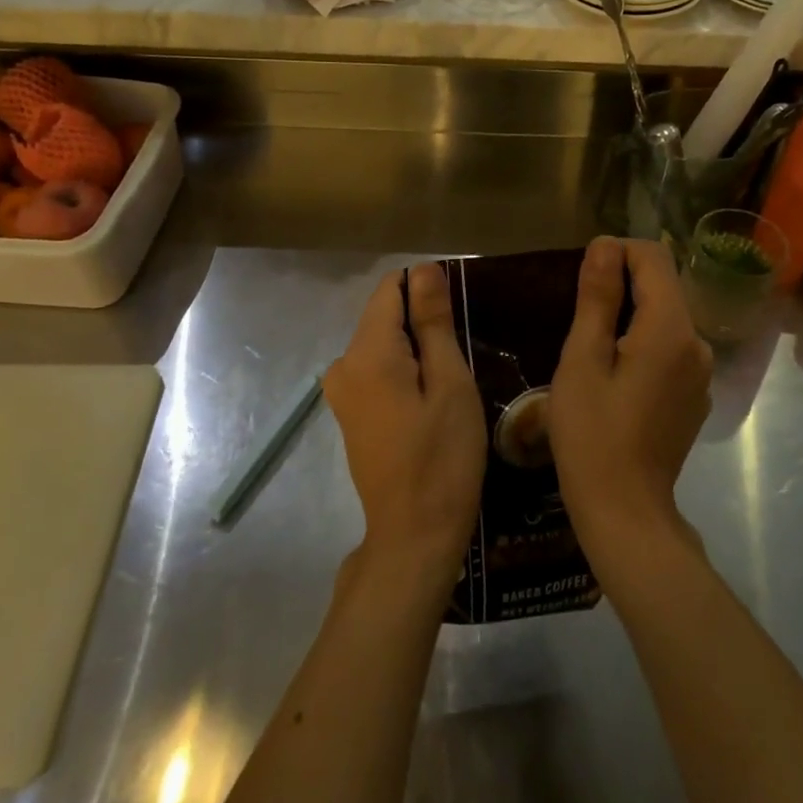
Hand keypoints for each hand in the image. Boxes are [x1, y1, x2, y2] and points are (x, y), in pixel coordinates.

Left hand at [325, 262, 487, 575]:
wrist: (414, 534)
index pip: (390, 289)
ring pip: (382, 344)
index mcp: (366, 352)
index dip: (426, 291)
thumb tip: (423, 269)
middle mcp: (342, 364)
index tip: (457, 319)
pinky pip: (377, 370)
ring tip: (451, 383)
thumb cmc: (442, 456)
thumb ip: (432, 321)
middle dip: (422, 324)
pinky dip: (404, 372)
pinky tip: (430, 402)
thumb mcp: (450, 382)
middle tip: (462, 359)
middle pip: (384, 317)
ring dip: (416, 350)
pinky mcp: (348, 413)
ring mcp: (341, 392)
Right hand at [548, 237, 713, 556]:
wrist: (625, 510)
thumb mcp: (582, 360)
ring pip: (666, 319)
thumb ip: (597, 298)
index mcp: (671, 329)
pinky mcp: (696, 396)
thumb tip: (605, 245)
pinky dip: (644, 344)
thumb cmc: (592, 434)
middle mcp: (697, 343)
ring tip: (592, 347)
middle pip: (663, 287)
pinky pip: (670, 349)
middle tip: (579, 315)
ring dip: (631, 316)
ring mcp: (701, 373)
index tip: (582, 275)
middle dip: (623, 285)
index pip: (654, 259)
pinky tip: (616, 376)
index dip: (617, 253)